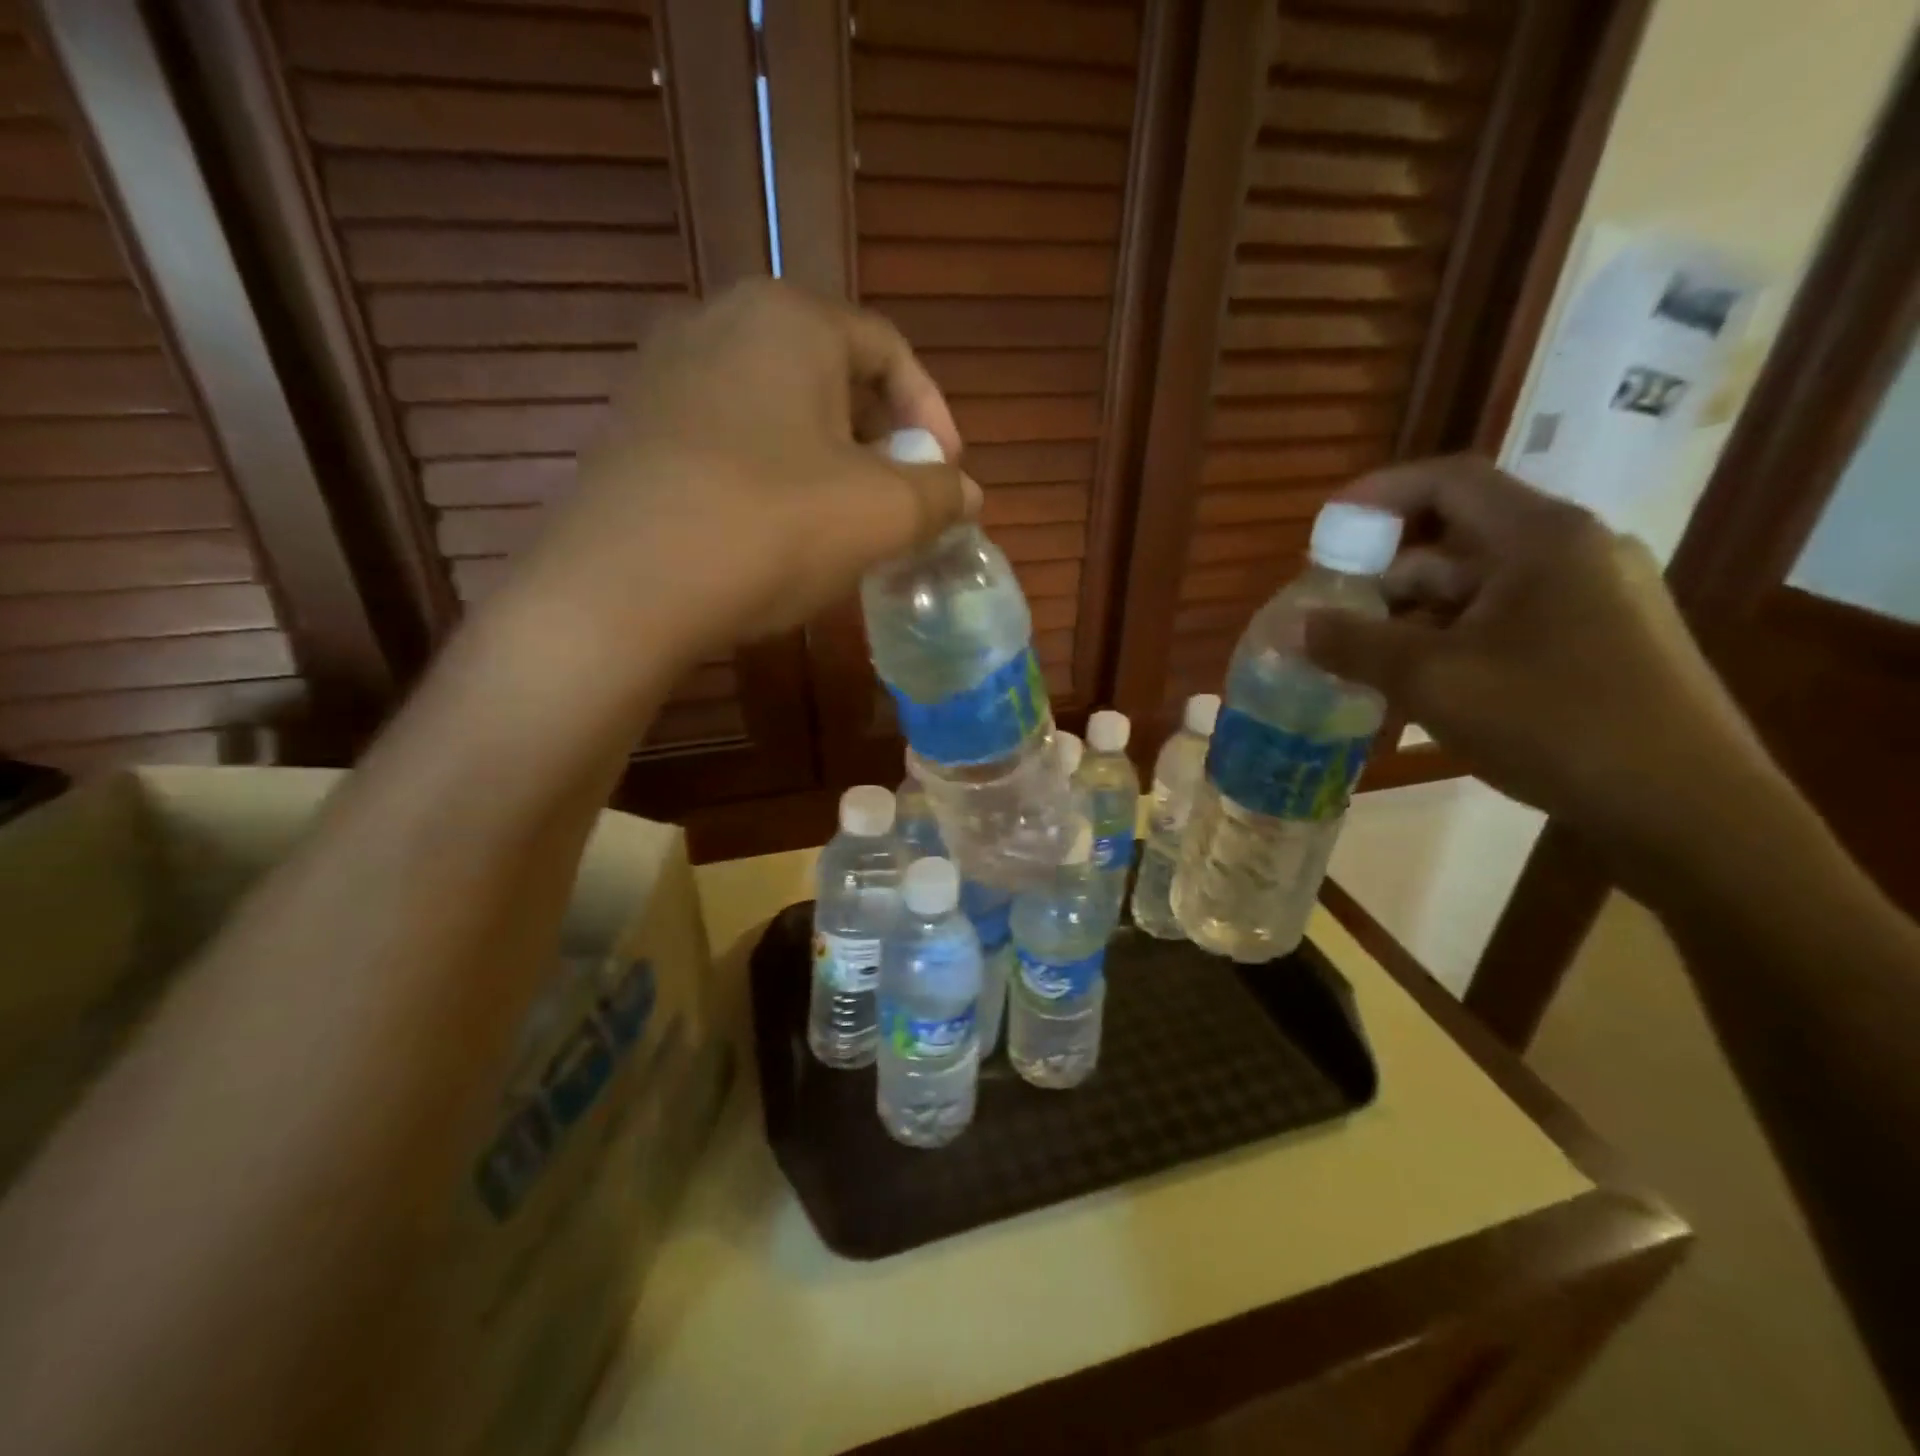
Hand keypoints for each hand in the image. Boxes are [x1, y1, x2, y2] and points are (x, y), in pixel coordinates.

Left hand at [493, 280, 978, 656]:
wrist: (621, 586)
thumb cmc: (771, 527)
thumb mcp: (881, 514)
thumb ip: (939, 495)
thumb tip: (966, 493)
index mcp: (790, 318)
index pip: (888, 348)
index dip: (932, 413)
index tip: (948, 475)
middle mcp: (721, 322)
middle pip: (831, 375)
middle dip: (880, 440)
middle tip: (899, 502)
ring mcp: (666, 374)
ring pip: (778, 410)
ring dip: (827, 463)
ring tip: (843, 524)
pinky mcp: (634, 430)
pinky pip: (729, 440)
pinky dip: (771, 476)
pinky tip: (776, 533)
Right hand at [1302, 457, 1775, 858]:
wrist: (1686, 809)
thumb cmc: (1554, 724)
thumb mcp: (1434, 681)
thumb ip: (1354, 645)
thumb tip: (1292, 626)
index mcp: (1542, 538)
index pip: (1449, 481)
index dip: (1378, 496)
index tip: (1324, 532)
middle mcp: (1573, 552)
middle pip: (1458, 537)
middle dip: (1385, 573)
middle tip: (1332, 614)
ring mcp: (1593, 598)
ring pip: (1478, 587)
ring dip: (1412, 616)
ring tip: (1362, 661)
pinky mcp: (1599, 642)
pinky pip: (1504, 621)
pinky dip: (1450, 640)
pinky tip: (1418, 686)